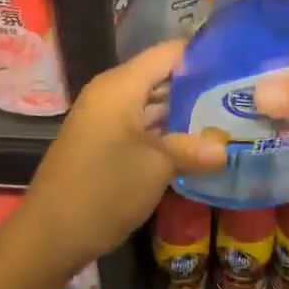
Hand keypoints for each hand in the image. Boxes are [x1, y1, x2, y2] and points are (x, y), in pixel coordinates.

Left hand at [19, 39, 224, 271]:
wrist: (49, 235)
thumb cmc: (105, 189)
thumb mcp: (157, 167)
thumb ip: (192, 149)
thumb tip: (225, 148)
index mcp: (121, 85)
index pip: (169, 53)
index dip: (202, 56)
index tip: (238, 64)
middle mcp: (111, 93)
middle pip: (160, 76)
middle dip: (198, 87)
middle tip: (238, 97)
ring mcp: (104, 118)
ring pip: (151, 103)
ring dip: (183, 113)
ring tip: (226, 119)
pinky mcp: (103, 142)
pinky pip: (140, 125)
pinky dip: (165, 131)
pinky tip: (195, 146)